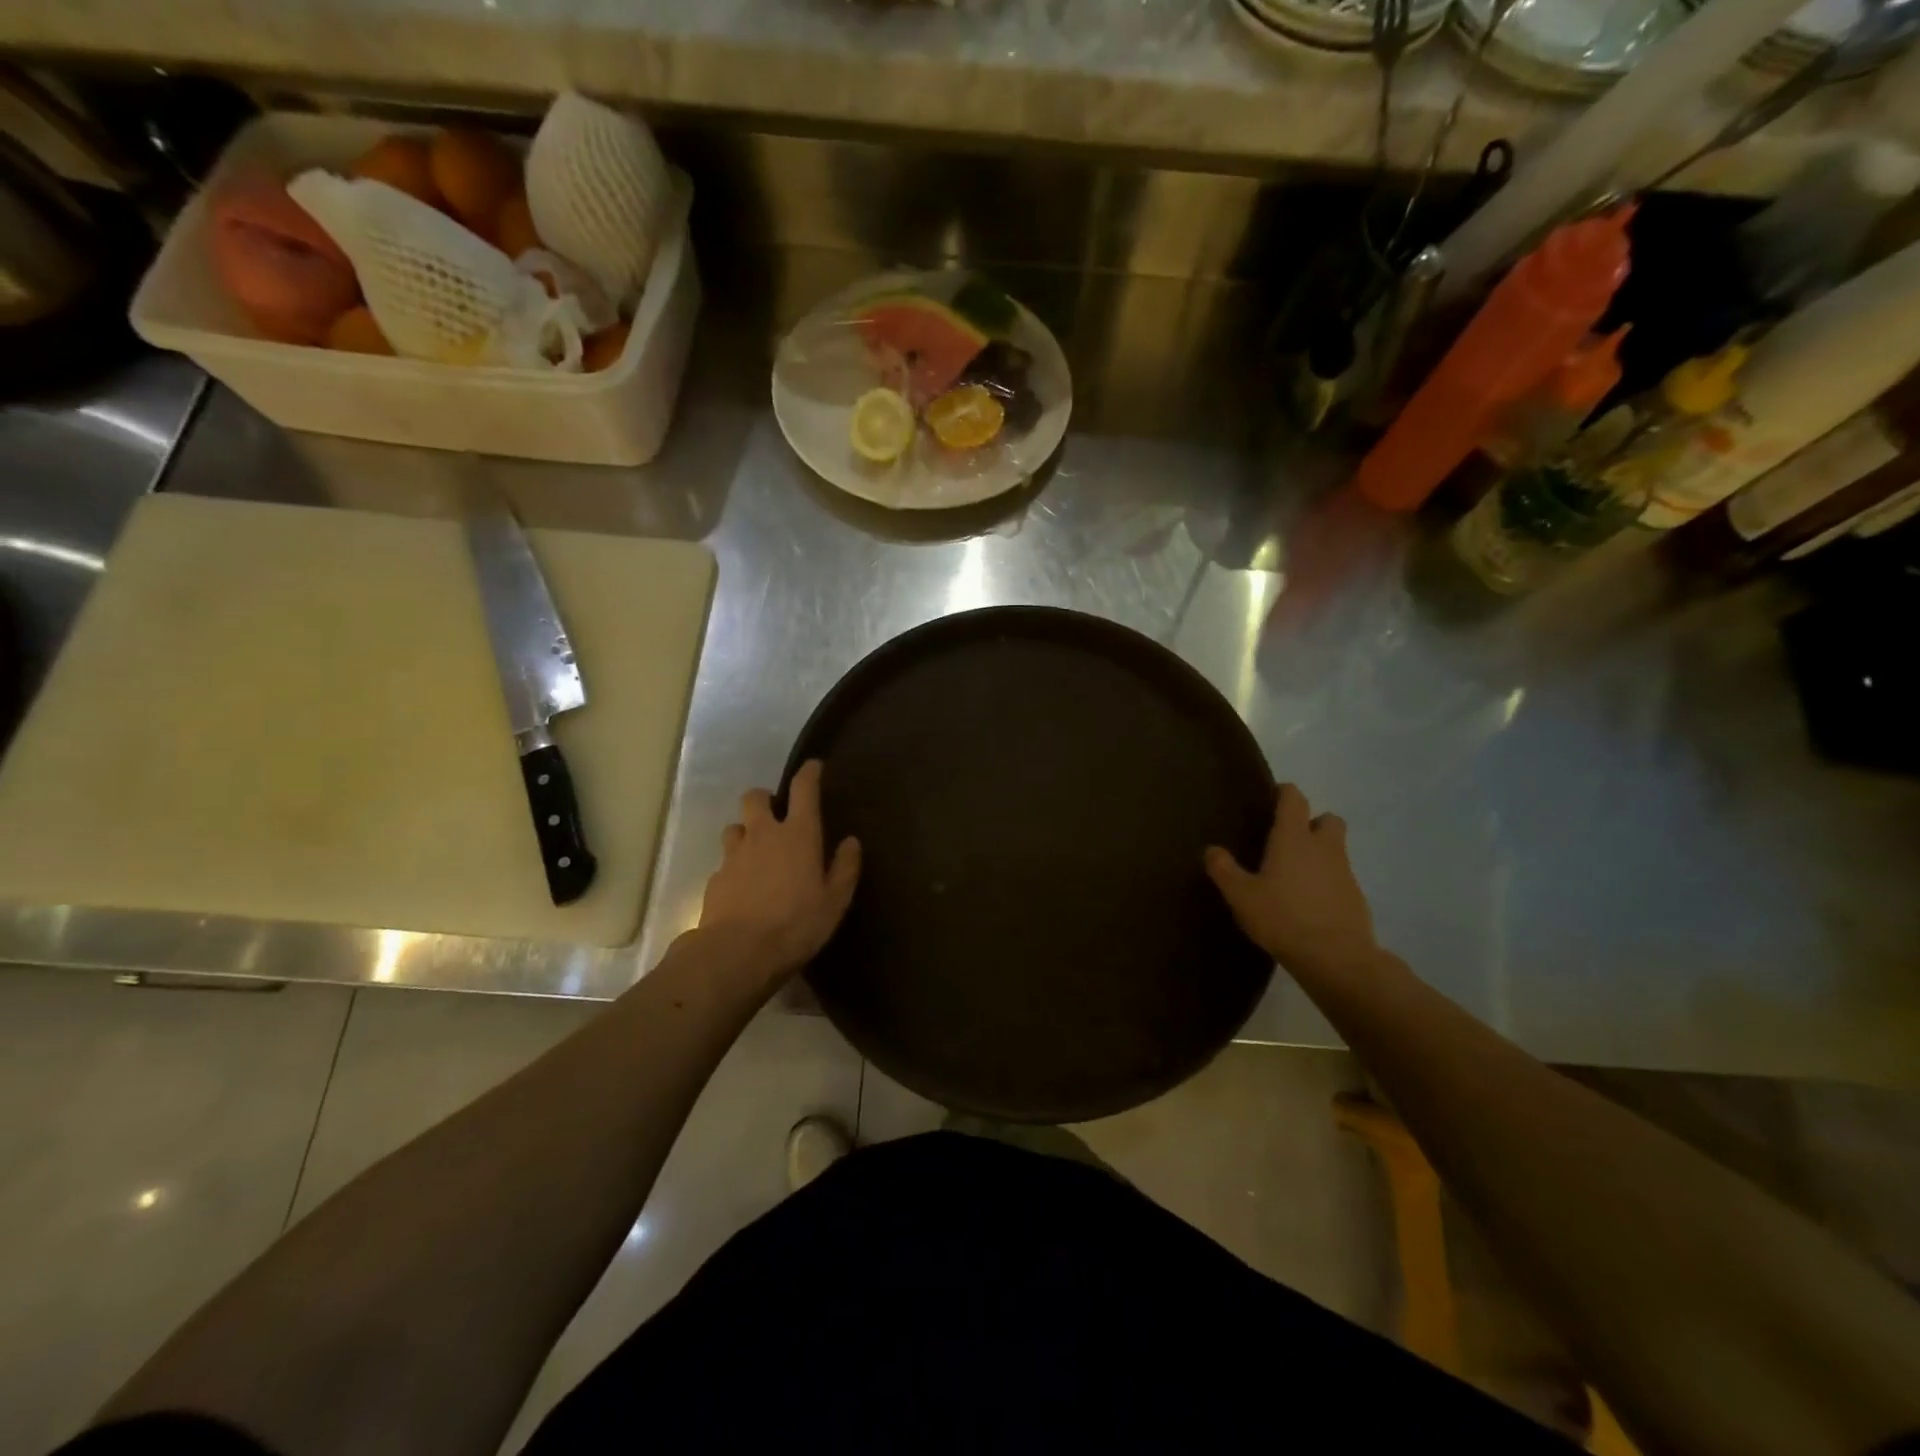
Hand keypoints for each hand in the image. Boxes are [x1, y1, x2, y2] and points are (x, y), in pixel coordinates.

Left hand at [699, 760, 860, 978]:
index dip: (809, 773)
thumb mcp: (835, 901)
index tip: (814, 766)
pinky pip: (725, 862)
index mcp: (798, 834)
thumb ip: (845, 868)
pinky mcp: (715, 879)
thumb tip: (851, 841)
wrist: (737, 953)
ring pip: (735, 827)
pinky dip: (735, 867)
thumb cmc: (796, 924)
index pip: (803, 789)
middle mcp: (763, 835)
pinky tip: (743, 887)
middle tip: (776, 814)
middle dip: (765, 798)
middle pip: (755, 797)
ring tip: (757, 851)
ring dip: (746, 832)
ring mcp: (734, 855)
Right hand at [1205, 784, 1377, 976]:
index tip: (1273, 798)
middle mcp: (1323, 847)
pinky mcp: (1356, 898)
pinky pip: (1341, 879)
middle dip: (1313, 823)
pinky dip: (1328, 883)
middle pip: (1328, 819)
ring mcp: (1345, 872)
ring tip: (1295, 877)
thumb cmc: (1282, 917)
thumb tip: (1211, 850)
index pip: (1294, 799)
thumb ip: (1224, 870)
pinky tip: (1310, 904)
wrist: (1335, 957)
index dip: (1285, 793)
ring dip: (1320, 855)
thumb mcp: (1241, 895)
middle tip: (1290, 840)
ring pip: (1336, 850)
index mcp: (1293, 838)